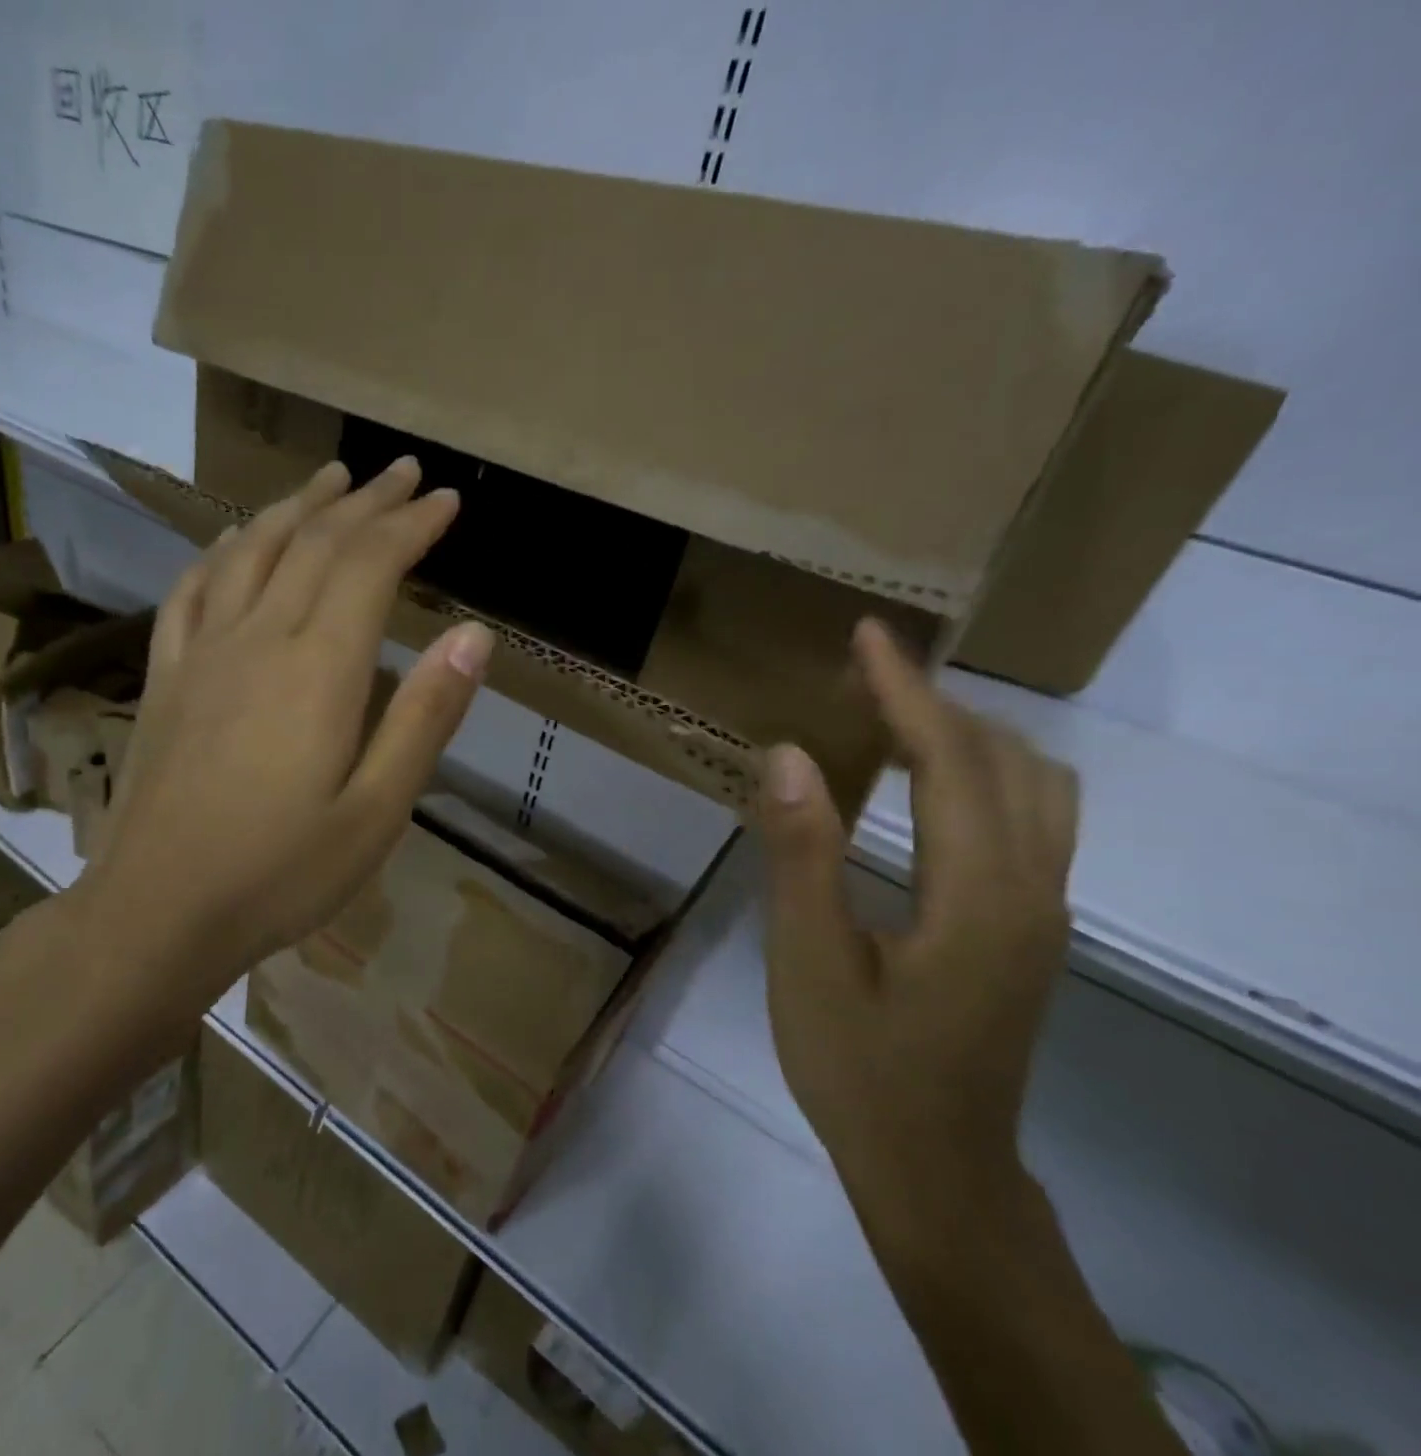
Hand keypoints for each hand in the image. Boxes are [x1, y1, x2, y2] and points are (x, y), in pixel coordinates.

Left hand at [69, 455, 491, 1010]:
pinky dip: (221, 551)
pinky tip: (234, 540)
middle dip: (367, 501)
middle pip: (314, 543)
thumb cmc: (283, 872)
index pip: (370, 565)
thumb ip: (425, 716)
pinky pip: (191, 590)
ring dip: (296, 507)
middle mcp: (258, 638)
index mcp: (318, 667)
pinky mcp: (166, 677)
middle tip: (404, 472)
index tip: (448, 501)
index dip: (412, 525)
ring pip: (251, 550)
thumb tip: (474, 635)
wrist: (159, 912)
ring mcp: (202, 652)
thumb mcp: (379, 809)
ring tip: (330, 480)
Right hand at [756, 620, 1077, 1243]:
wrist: (935, 1172)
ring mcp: (1044, 913)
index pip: (949, 760)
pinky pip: (1033, 819)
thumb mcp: (809, 962)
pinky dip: (986, 773)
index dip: (904, 690)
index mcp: (978, 895)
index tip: (867, 634)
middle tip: (859, 673)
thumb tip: (787, 753)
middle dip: (932, 701)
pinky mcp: (1033, 930)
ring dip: (968, 734)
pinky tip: (933, 786)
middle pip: (1002, 760)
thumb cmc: (859, 1069)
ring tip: (894, 717)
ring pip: (1035, 786)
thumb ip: (802, 855)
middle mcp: (1032, 890)